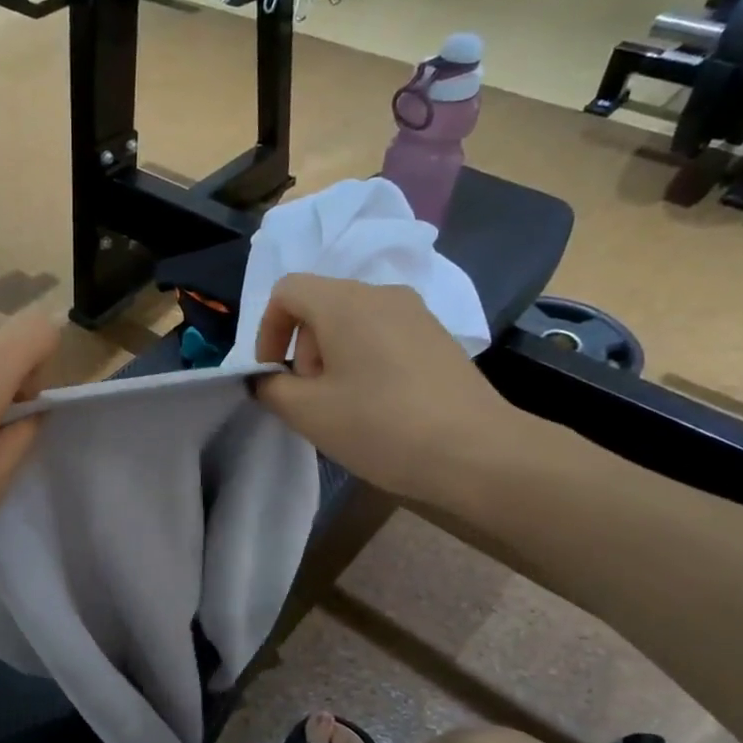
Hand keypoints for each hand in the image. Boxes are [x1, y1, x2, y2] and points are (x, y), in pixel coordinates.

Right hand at [252, 274, 519, 499]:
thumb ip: (271, 388)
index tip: (273, 374)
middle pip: (321, 305)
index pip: (286, 290)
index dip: (267, 330)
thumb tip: (266, 378)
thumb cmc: (380, 426)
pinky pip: (384, 335)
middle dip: (303, 348)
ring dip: (333, 357)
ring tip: (345, 405)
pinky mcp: (438, 337)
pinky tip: (379, 405)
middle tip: (311, 397)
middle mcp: (382, 294)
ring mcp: (416, 314)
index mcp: (344, 302)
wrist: (476, 452)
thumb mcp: (307, 412)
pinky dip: (365, 360)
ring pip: (353, 321)